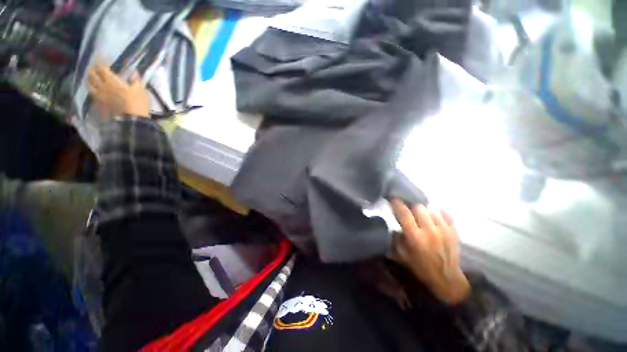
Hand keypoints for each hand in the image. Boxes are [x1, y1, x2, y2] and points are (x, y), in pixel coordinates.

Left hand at [88, 66, 149, 117]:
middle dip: (93, 68)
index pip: (102, 67)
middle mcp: (102, 86)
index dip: (101, 60)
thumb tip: (134, 72)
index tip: (103, 56)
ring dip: (91, 79)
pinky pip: (93, 94)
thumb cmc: (138, 103)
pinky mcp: (101, 103)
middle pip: (92, 74)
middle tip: (96, 66)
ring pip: (90, 84)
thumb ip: (136, 80)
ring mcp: (100, 95)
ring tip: (94, 77)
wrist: (133, 119)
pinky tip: (95, 89)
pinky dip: (93, 89)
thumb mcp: (141, 90)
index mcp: (112, 81)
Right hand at [391, 199, 469, 304]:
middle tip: (408, 210)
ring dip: (423, 210)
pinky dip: (438, 212)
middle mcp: (430, 231)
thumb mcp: (402, 255)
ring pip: (431, 209)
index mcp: (415, 238)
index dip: (397, 204)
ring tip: (421, 215)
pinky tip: (433, 217)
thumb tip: (394, 226)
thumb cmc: (421, 267)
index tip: (393, 198)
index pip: (404, 214)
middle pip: (418, 207)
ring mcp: (444, 230)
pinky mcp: (454, 231)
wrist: (447, 279)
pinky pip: (445, 213)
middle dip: (411, 207)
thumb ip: (396, 239)